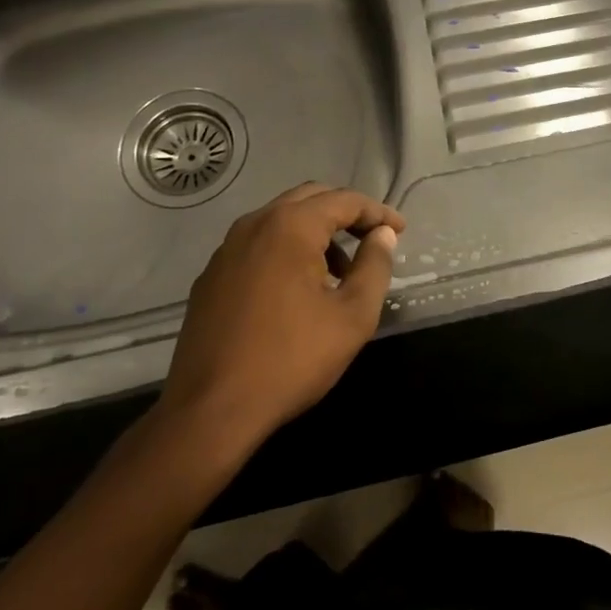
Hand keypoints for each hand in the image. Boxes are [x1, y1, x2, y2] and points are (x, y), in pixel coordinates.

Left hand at [158, 182, 404, 448]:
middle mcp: (254, 225)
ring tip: (340, 272)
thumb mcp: (352, 316)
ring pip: (281, 220)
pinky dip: (287, 250)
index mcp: (290, 227)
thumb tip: (383, 235)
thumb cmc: (291, 360)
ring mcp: (226, 249)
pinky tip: (298, 290)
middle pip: (309, 199)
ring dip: (316, 232)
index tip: (400, 230)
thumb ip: (374, 267)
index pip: (343, 200)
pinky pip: (258, 245)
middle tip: (373, 239)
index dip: (377, 211)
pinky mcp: (211, 276)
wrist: (210, 410)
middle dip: (345, 214)